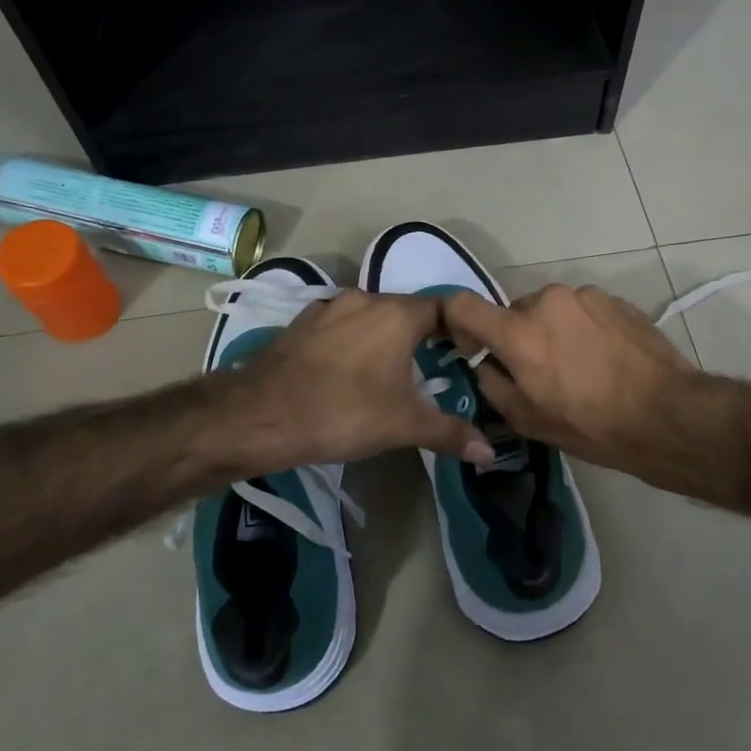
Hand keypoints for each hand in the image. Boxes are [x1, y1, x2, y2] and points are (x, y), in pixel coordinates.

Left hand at [227, 290, 493, 471]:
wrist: (261, 414)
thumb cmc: (343, 412)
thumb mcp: (403, 425)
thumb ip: (449, 433)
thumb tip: (489, 451)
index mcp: (397, 314)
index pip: (443, 308)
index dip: (460, 330)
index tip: (467, 355)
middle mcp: (365, 299)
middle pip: (406, 311)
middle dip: (423, 337)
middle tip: (435, 369)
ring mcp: (328, 308)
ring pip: (370, 317)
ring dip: (385, 338)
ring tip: (392, 372)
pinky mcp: (301, 324)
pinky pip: (340, 326)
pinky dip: (352, 342)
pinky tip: (349, 371)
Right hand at [441, 284, 701, 473]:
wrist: (665, 414)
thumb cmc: (591, 424)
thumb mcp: (528, 420)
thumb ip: (493, 385)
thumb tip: (487, 365)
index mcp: (518, 332)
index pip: (462, 305)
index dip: (458, 324)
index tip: (473, 348)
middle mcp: (547, 301)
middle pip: (514, 312)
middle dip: (517, 337)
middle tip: (539, 372)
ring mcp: (584, 296)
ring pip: (550, 310)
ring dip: (552, 331)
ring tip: (578, 367)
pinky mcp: (614, 299)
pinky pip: (581, 310)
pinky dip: (581, 329)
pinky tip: (603, 359)